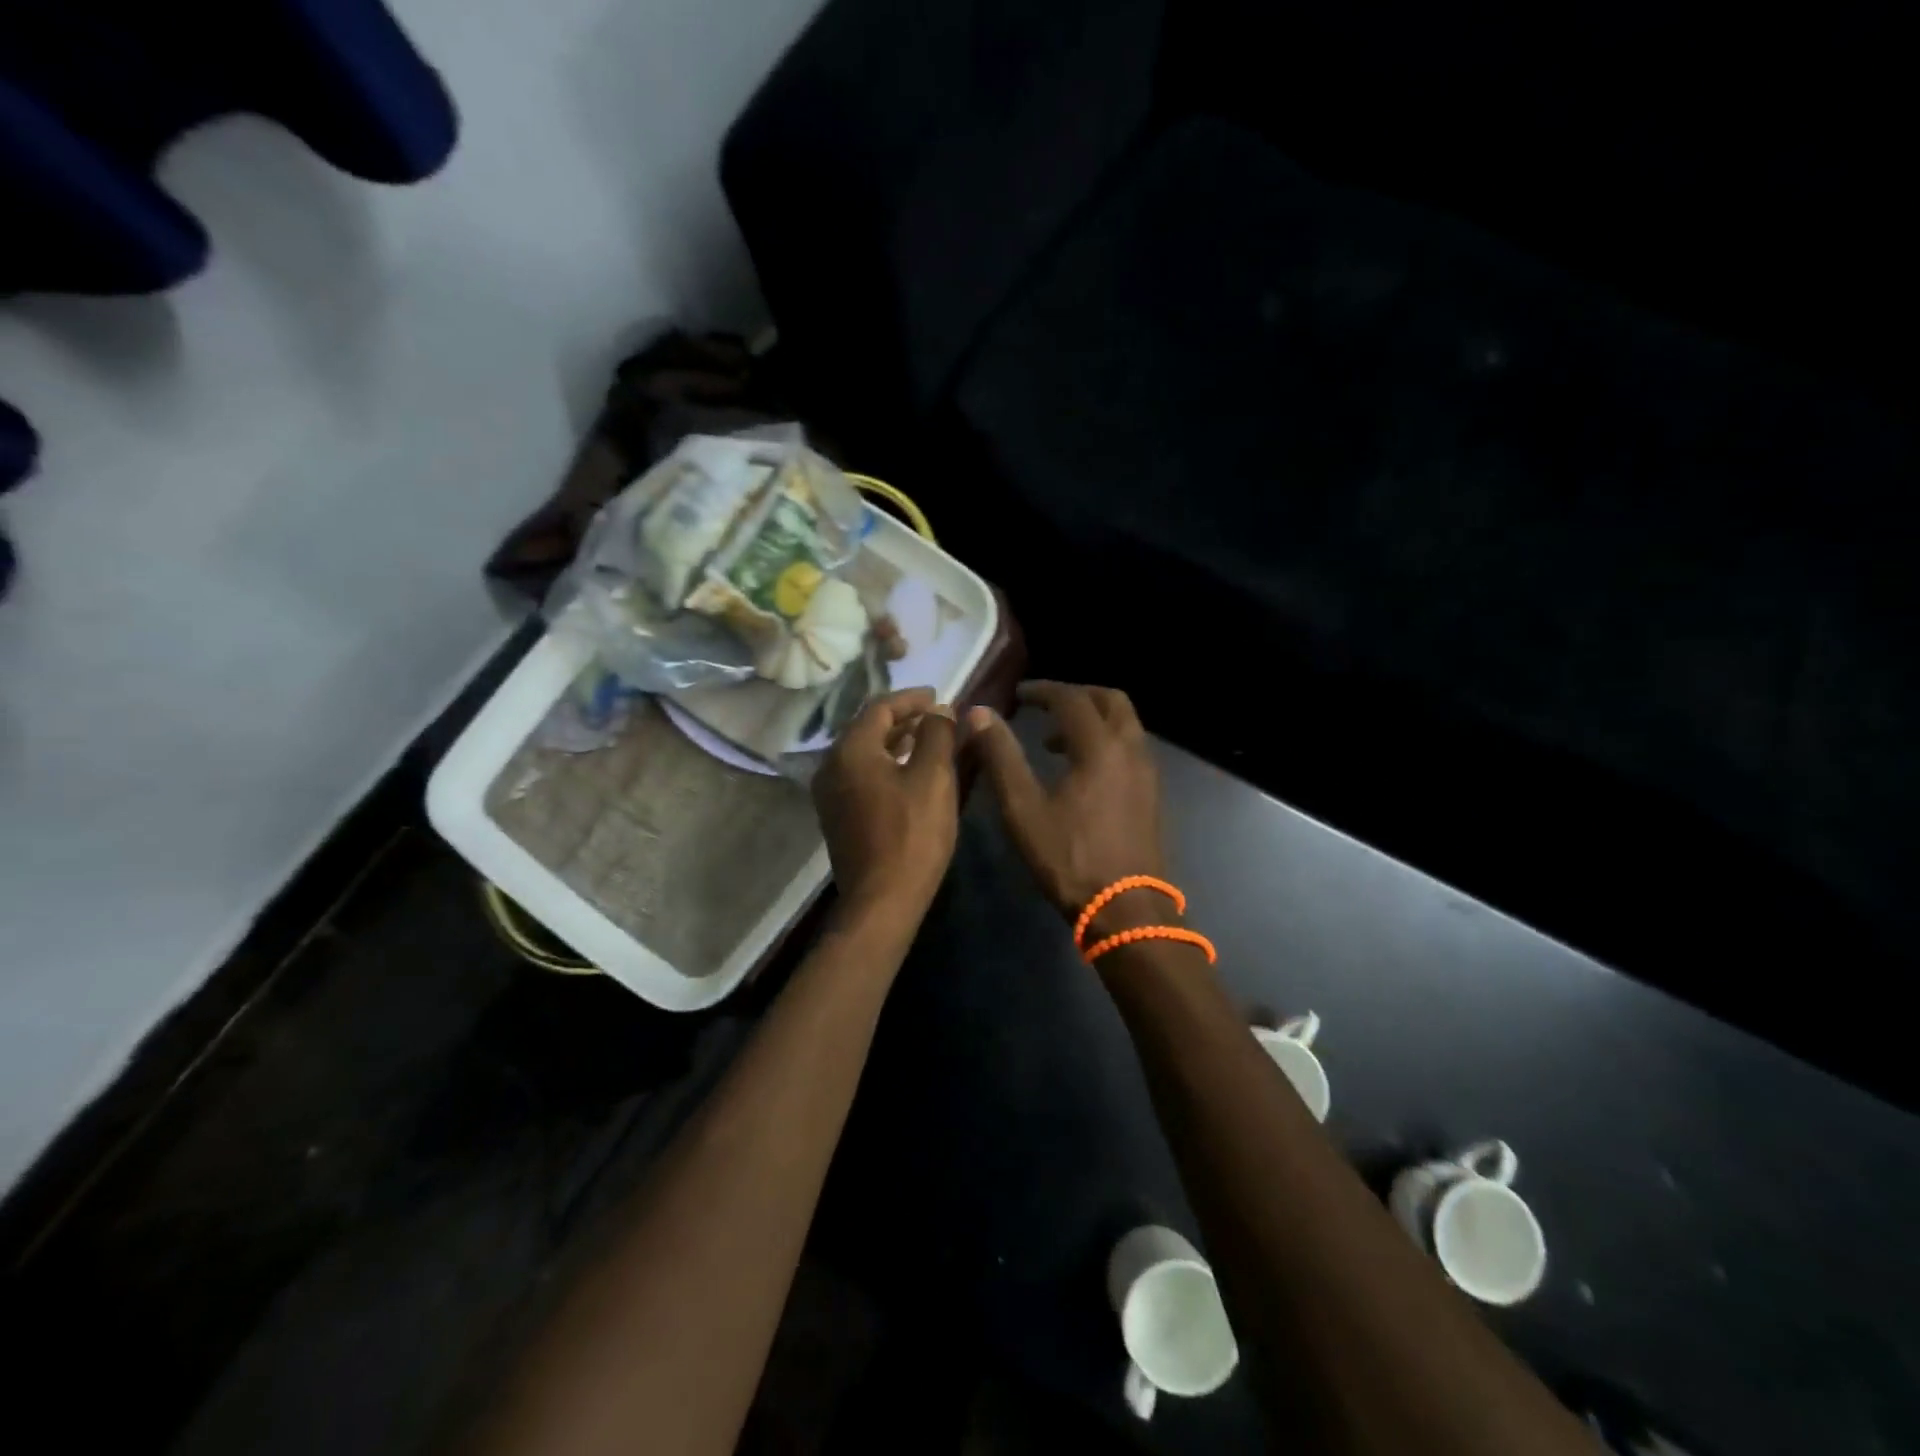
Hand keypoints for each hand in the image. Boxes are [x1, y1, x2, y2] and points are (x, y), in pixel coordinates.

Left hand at [813, 687, 959, 922]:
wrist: (882, 899)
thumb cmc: (912, 834)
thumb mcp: (934, 777)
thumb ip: (937, 734)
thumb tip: (939, 710)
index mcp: (850, 750)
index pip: (880, 707)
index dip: (911, 697)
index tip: (939, 695)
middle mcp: (831, 765)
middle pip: (867, 728)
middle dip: (903, 718)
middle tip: (936, 715)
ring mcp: (830, 793)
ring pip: (864, 752)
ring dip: (894, 741)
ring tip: (927, 739)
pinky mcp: (837, 815)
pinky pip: (861, 774)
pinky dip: (885, 763)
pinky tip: (908, 771)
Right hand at [966, 682, 1166, 925]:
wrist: (1126, 908)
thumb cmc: (1069, 857)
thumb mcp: (1023, 808)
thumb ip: (1001, 756)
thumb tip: (979, 714)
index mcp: (1100, 747)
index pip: (1071, 699)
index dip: (1042, 691)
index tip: (1018, 694)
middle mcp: (1131, 750)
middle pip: (1110, 700)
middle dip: (1076, 695)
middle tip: (1044, 705)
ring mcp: (1147, 772)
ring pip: (1125, 724)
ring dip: (1093, 718)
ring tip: (1054, 738)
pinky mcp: (1152, 793)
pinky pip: (1131, 746)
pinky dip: (1106, 740)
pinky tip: (1081, 769)